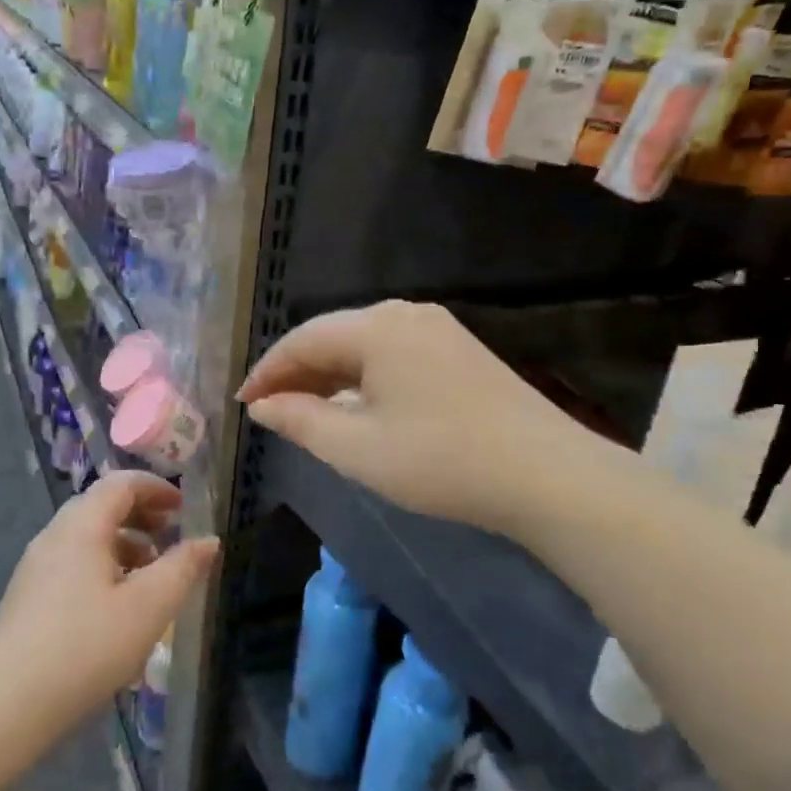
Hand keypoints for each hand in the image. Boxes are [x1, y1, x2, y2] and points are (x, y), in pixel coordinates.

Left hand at [0, 472, 218, 733]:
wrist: (7, 704)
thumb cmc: (86, 647)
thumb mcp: (149, 607)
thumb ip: (183, 568)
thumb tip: (209, 540)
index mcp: (82, 525)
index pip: (121, 483)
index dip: (156, 488)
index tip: (184, 509)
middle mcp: (55, 534)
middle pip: (102, 506)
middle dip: (141, 515)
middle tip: (172, 538)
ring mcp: (36, 565)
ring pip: (86, 536)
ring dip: (124, 543)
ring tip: (151, 575)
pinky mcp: (27, 596)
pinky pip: (72, 561)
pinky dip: (102, 565)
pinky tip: (116, 606)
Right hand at [237, 300, 612, 535]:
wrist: (547, 476)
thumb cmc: (440, 461)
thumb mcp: (356, 448)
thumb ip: (299, 421)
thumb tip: (262, 406)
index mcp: (377, 327)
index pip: (302, 340)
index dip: (267, 371)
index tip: (243, 404)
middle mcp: (405, 313)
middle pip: (333, 336)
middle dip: (297, 372)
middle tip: (269, 410)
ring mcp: (437, 329)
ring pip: (363, 345)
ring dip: (330, 375)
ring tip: (305, 410)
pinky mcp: (459, 350)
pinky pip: (392, 354)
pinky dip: (363, 377)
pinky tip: (356, 405)